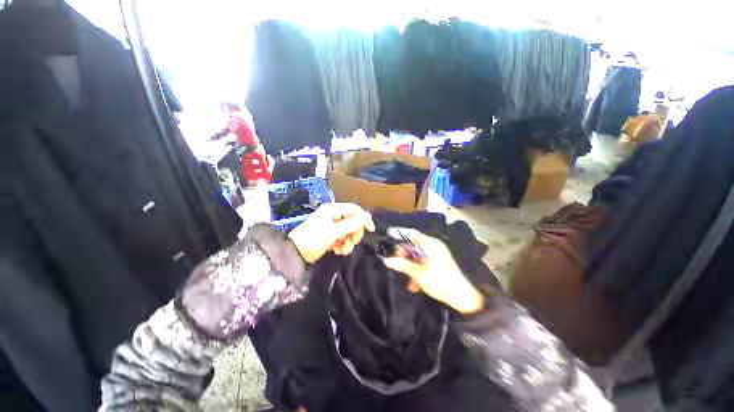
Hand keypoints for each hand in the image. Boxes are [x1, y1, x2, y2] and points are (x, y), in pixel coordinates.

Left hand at [288, 203, 374, 263]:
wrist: (295, 253)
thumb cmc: (314, 238)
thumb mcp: (334, 231)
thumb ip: (352, 224)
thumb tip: (368, 216)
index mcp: (333, 209)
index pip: (354, 210)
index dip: (363, 219)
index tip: (370, 230)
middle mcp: (333, 215)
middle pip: (353, 221)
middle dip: (354, 233)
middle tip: (351, 242)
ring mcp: (331, 226)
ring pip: (349, 231)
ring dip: (348, 241)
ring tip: (342, 250)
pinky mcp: (330, 235)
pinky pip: (343, 238)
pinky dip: (343, 245)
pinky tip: (338, 251)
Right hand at [382, 228, 484, 313]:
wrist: (463, 298)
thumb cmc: (440, 282)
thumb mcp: (419, 274)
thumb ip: (402, 265)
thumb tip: (386, 260)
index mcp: (431, 244)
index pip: (412, 233)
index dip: (399, 232)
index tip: (388, 232)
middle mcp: (433, 246)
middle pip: (413, 245)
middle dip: (403, 255)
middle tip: (395, 263)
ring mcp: (436, 254)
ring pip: (417, 255)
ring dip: (410, 266)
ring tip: (406, 280)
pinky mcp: (438, 262)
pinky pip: (423, 262)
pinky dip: (417, 270)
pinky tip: (414, 285)